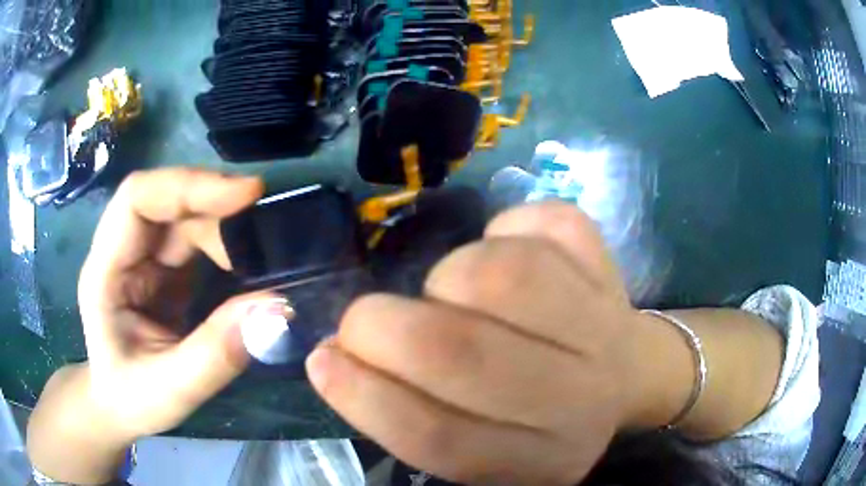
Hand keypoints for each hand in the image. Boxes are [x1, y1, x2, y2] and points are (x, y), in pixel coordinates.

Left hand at [28, 168, 286, 483]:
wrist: (118, 405)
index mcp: (105, 271)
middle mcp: (121, 251)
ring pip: (183, 215)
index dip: (188, 186)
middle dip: (215, 203)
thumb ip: (216, 354)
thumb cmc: (132, 399)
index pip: (137, 199)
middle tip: (265, 223)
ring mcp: (142, 257)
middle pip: (166, 200)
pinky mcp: (162, 268)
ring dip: (223, 225)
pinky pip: (194, 238)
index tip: (245, 195)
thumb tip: (274, 309)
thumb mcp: (172, 390)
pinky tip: (245, 261)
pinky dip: (223, 242)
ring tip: (260, 253)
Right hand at [306, 202, 646, 484]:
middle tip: (365, 320)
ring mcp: (603, 326)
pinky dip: (507, 225)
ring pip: (505, 275)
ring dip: (450, 274)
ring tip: (450, 290)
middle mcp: (575, 400)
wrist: (628, 376)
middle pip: (465, 354)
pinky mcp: (610, 267)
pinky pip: (546, 223)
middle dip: (385, 326)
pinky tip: (508, 250)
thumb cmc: (540, 416)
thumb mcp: (484, 446)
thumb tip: (337, 355)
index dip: (364, 397)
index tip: (322, 360)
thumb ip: (414, 416)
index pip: (438, 439)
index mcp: (535, 458)